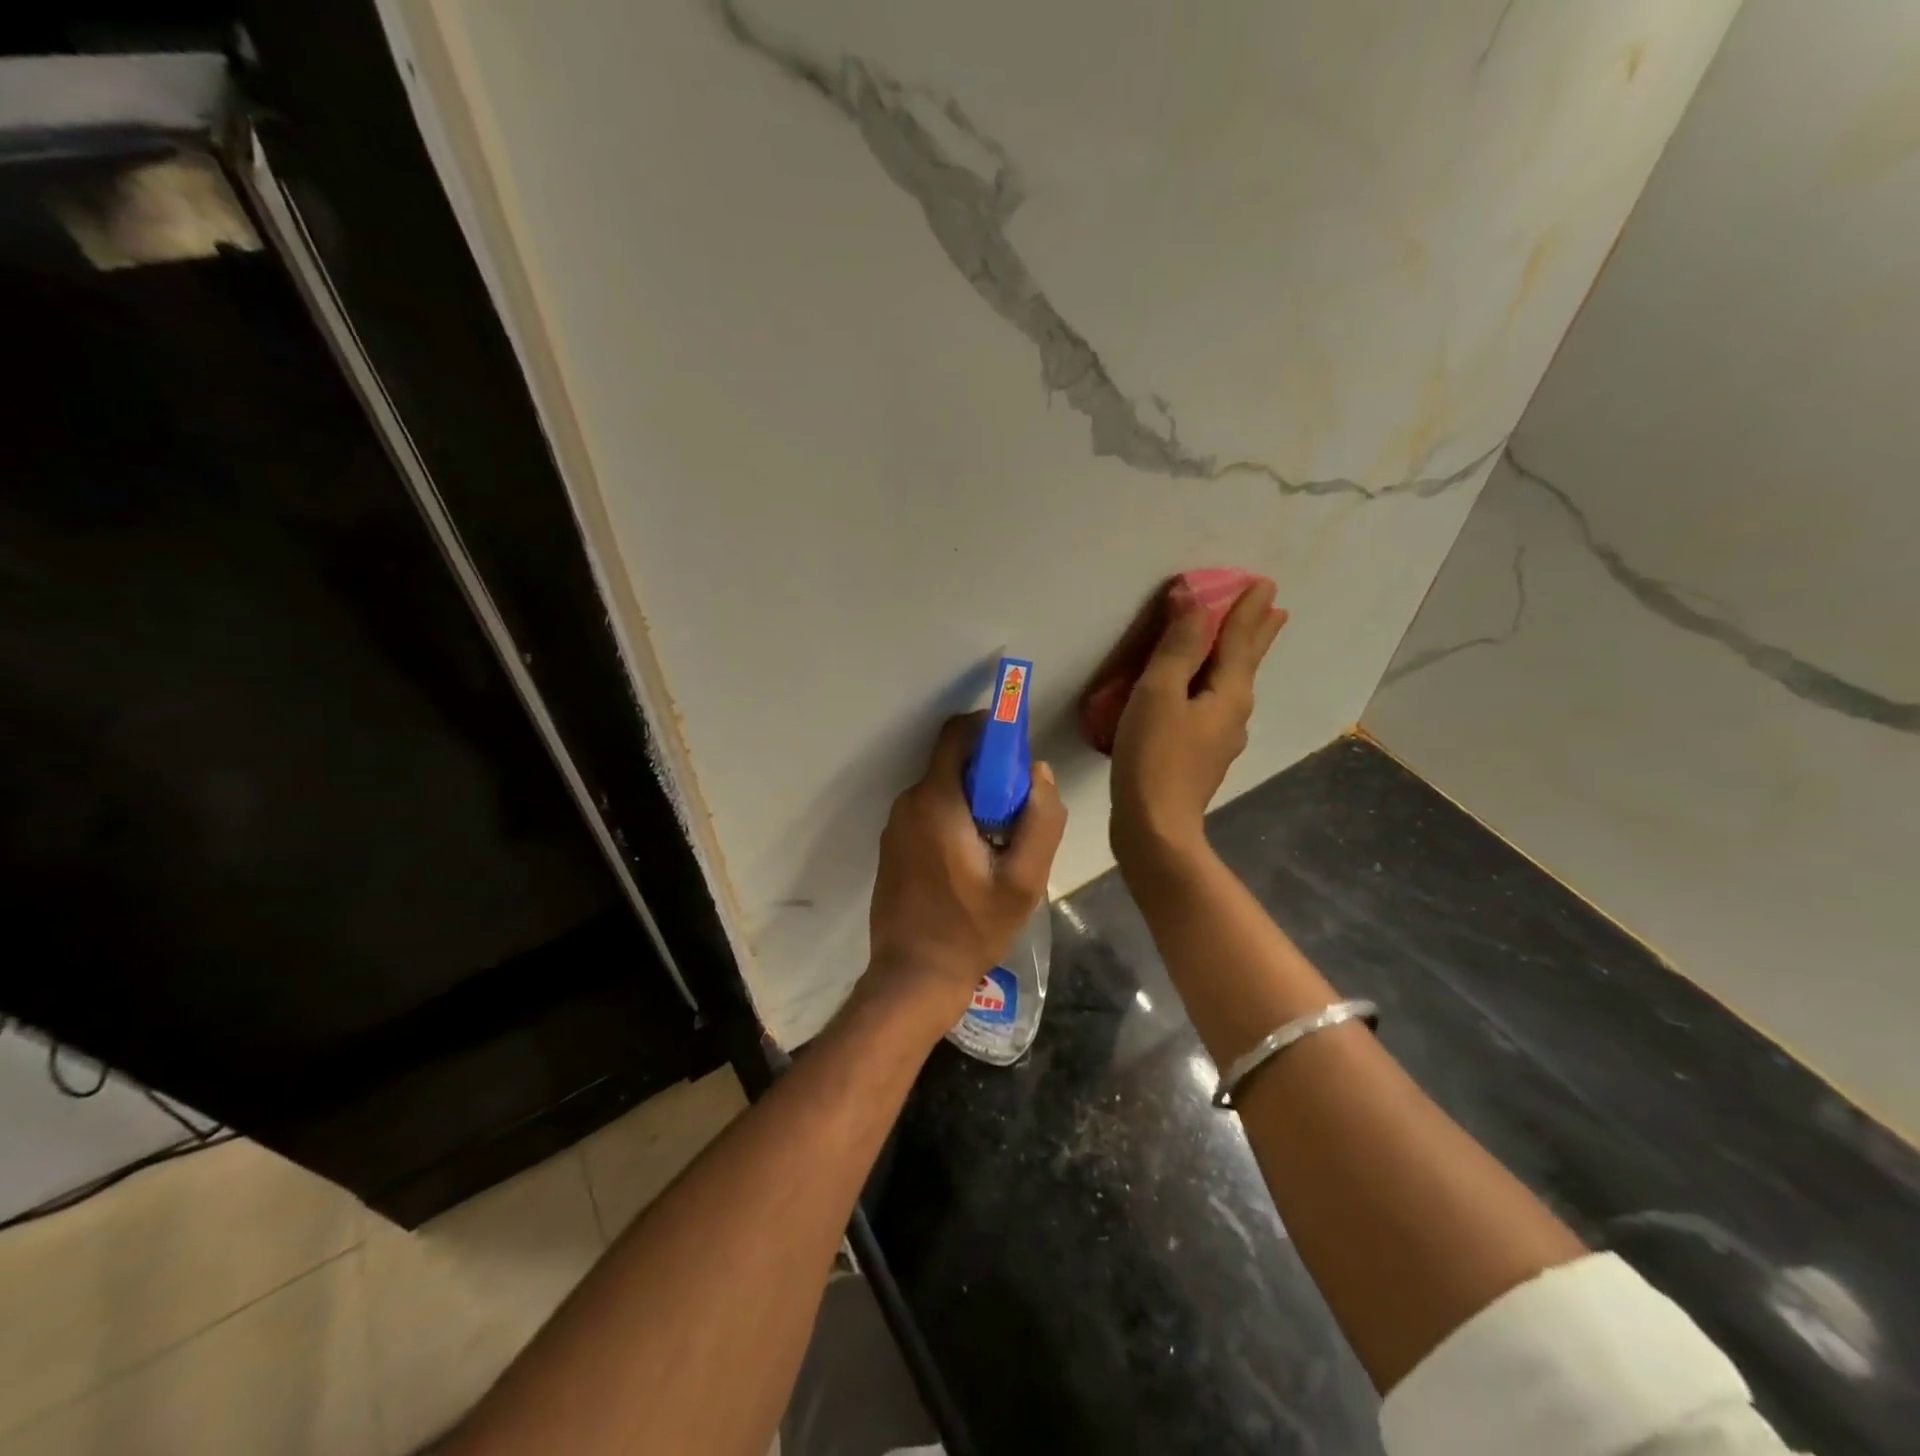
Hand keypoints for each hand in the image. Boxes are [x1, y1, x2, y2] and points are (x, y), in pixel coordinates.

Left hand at [863, 712, 1067, 1029]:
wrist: (913, 976)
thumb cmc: (971, 928)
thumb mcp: (1024, 880)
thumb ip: (1040, 820)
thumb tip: (1039, 772)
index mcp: (936, 801)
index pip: (958, 734)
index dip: (991, 730)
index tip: (1018, 751)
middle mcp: (909, 803)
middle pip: (953, 764)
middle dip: (989, 775)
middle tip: (1019, 811)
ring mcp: (895, 826)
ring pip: (942, 791)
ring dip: (973, 802)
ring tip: (1000, 845)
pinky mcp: (892, 847)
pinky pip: (928, 814)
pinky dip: (954, 820)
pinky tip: (972, 862)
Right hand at [1110, 579, 1286, 867]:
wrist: (1154, 827)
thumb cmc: (1154, 756)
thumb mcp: (1160, 694)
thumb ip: (1177, 647)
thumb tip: (1194, 600)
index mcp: (1229, 693)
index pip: (1240, 640)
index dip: (1247, 610)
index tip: (1263, 583)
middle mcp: (1234, 714)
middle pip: (1247, 663)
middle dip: (1257, 634)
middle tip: (1274, 609)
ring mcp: (1220, 739)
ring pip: (1232, 686)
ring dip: (1239, 659)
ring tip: (1241, 643)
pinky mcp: (1201, 757)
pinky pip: (1213, 706)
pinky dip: (1214, 685)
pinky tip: (1204, 694)